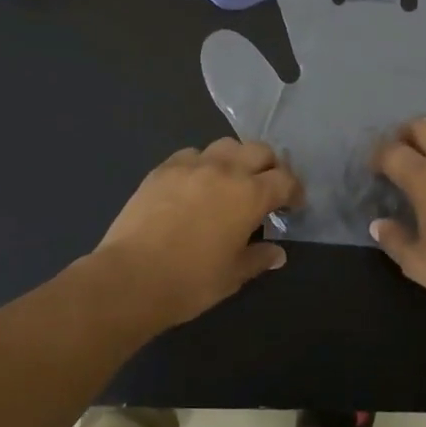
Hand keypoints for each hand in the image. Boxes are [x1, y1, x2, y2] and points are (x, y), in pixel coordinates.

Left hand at [95, 139, 302, 328]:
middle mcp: (224, 170)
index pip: (285, 180)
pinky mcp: (162, 169)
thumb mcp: (233, 275)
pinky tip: (195, 184)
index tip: (292, 206)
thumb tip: (276, 253)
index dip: (294, 191)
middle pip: (259, 151)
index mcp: (250, 195)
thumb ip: (258, 258)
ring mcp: (191, 165)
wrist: (131, 277)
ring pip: (225, 145)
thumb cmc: (191, 281)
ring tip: (231, 181)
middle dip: (270, 166)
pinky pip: (191, 154)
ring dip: (236, 159)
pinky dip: (202, 164)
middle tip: (266, 189)